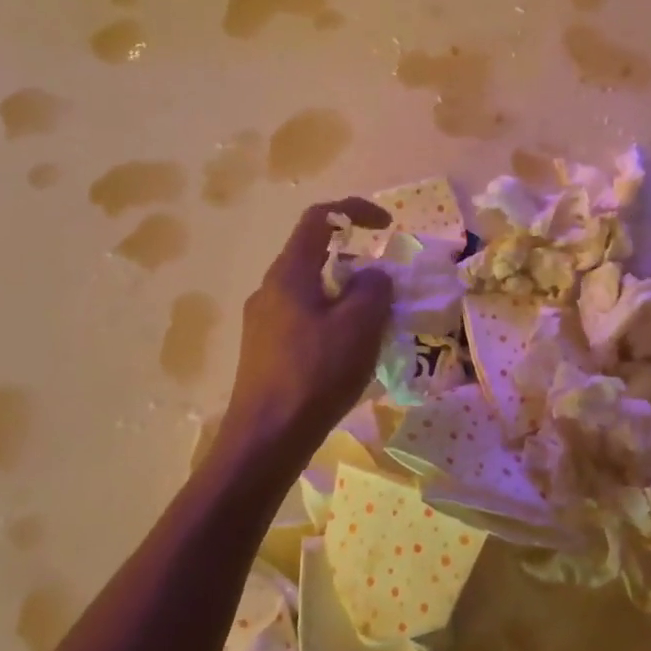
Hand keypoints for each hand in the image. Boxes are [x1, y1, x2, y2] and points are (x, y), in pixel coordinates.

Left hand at [210, 199, 394, 486]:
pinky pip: (304, 319)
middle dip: (355, 262)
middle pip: (314, 255)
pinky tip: (348, 354)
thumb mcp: (359, 325)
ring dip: (345, 295)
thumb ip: (373, 288)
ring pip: (311, 291)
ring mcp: (262, 322)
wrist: (265, 440)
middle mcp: (270, 289)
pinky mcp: (264, 350)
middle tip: (385, 288)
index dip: (356, 210)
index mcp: (289, 273)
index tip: (388, 226)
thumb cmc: (315, 374)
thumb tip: (372, 276)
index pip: (319, 218)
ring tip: (373, 325)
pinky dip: (332, 320)